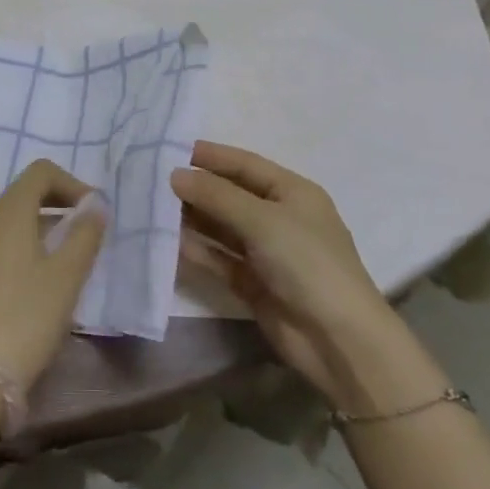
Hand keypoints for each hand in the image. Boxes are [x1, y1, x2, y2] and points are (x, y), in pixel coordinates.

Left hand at [0, 160, 107, 388]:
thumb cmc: (27, 316)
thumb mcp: (66, 276)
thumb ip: (84, 234)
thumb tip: (95, 205)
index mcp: (7, 211)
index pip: (41, 172)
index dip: (72, 184)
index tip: (93, 215)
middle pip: (25, 193)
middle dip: (59, 207)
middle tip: (86, 237)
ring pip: (12, 219)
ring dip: (43, 228)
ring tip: (67, 262)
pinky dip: (23, 246)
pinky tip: (38, 282)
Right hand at [172, 141, 396, 402]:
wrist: (337, 340)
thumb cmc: (307, 263)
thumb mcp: (262, 220)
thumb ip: (216, 195)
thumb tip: (175, 175)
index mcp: (292, 192)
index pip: (245, 164)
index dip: (210, 156)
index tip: (170, 148)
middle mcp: (278, 217)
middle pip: (230, 195)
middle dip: (195, 187)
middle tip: (151, 179)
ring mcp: (265, 252)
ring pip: (221, 227)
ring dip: (191, 218)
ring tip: (151, 207)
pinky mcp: (253, 282)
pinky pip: (218, 258)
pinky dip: (196, 249)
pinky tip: (167, 242)